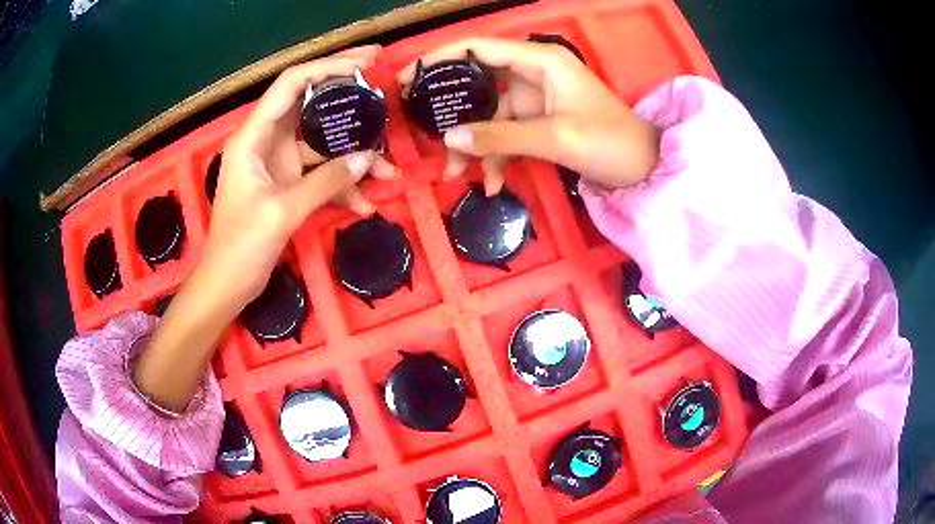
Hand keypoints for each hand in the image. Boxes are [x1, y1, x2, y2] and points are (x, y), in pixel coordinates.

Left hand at [201, 45, 397, 307]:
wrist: (226, 284)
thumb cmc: (241, 247)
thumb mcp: (283, 211)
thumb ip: (326, 182)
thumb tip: (367, 158)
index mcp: (253, 137)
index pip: (291, 84)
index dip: (327, 67)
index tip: (365, 63)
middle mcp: (265, 140)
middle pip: (308, 101)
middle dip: (344, 90)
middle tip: (381, 74)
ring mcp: (277, 162)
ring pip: (320, 141)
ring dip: (352, 153)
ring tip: (388, 165)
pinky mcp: (286, 182)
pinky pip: (319, 172)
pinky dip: (341, 185)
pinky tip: (365, 203)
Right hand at [397, 38, 659, 194]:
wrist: (644, 168)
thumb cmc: (609, 142)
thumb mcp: (555, 138)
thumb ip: (501, 138)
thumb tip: (450, 139)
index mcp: (539, 61)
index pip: (478, 48)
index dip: (440, 59)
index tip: (406, 77)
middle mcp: (533, 74)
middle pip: (478, 85)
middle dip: (453, 113)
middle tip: (420, 130)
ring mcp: (535, 101)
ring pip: (489, 117)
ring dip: (473, 146)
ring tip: (456, 175)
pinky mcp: (539, 123)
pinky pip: (507, 135)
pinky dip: (497, 157)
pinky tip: (493, 184)